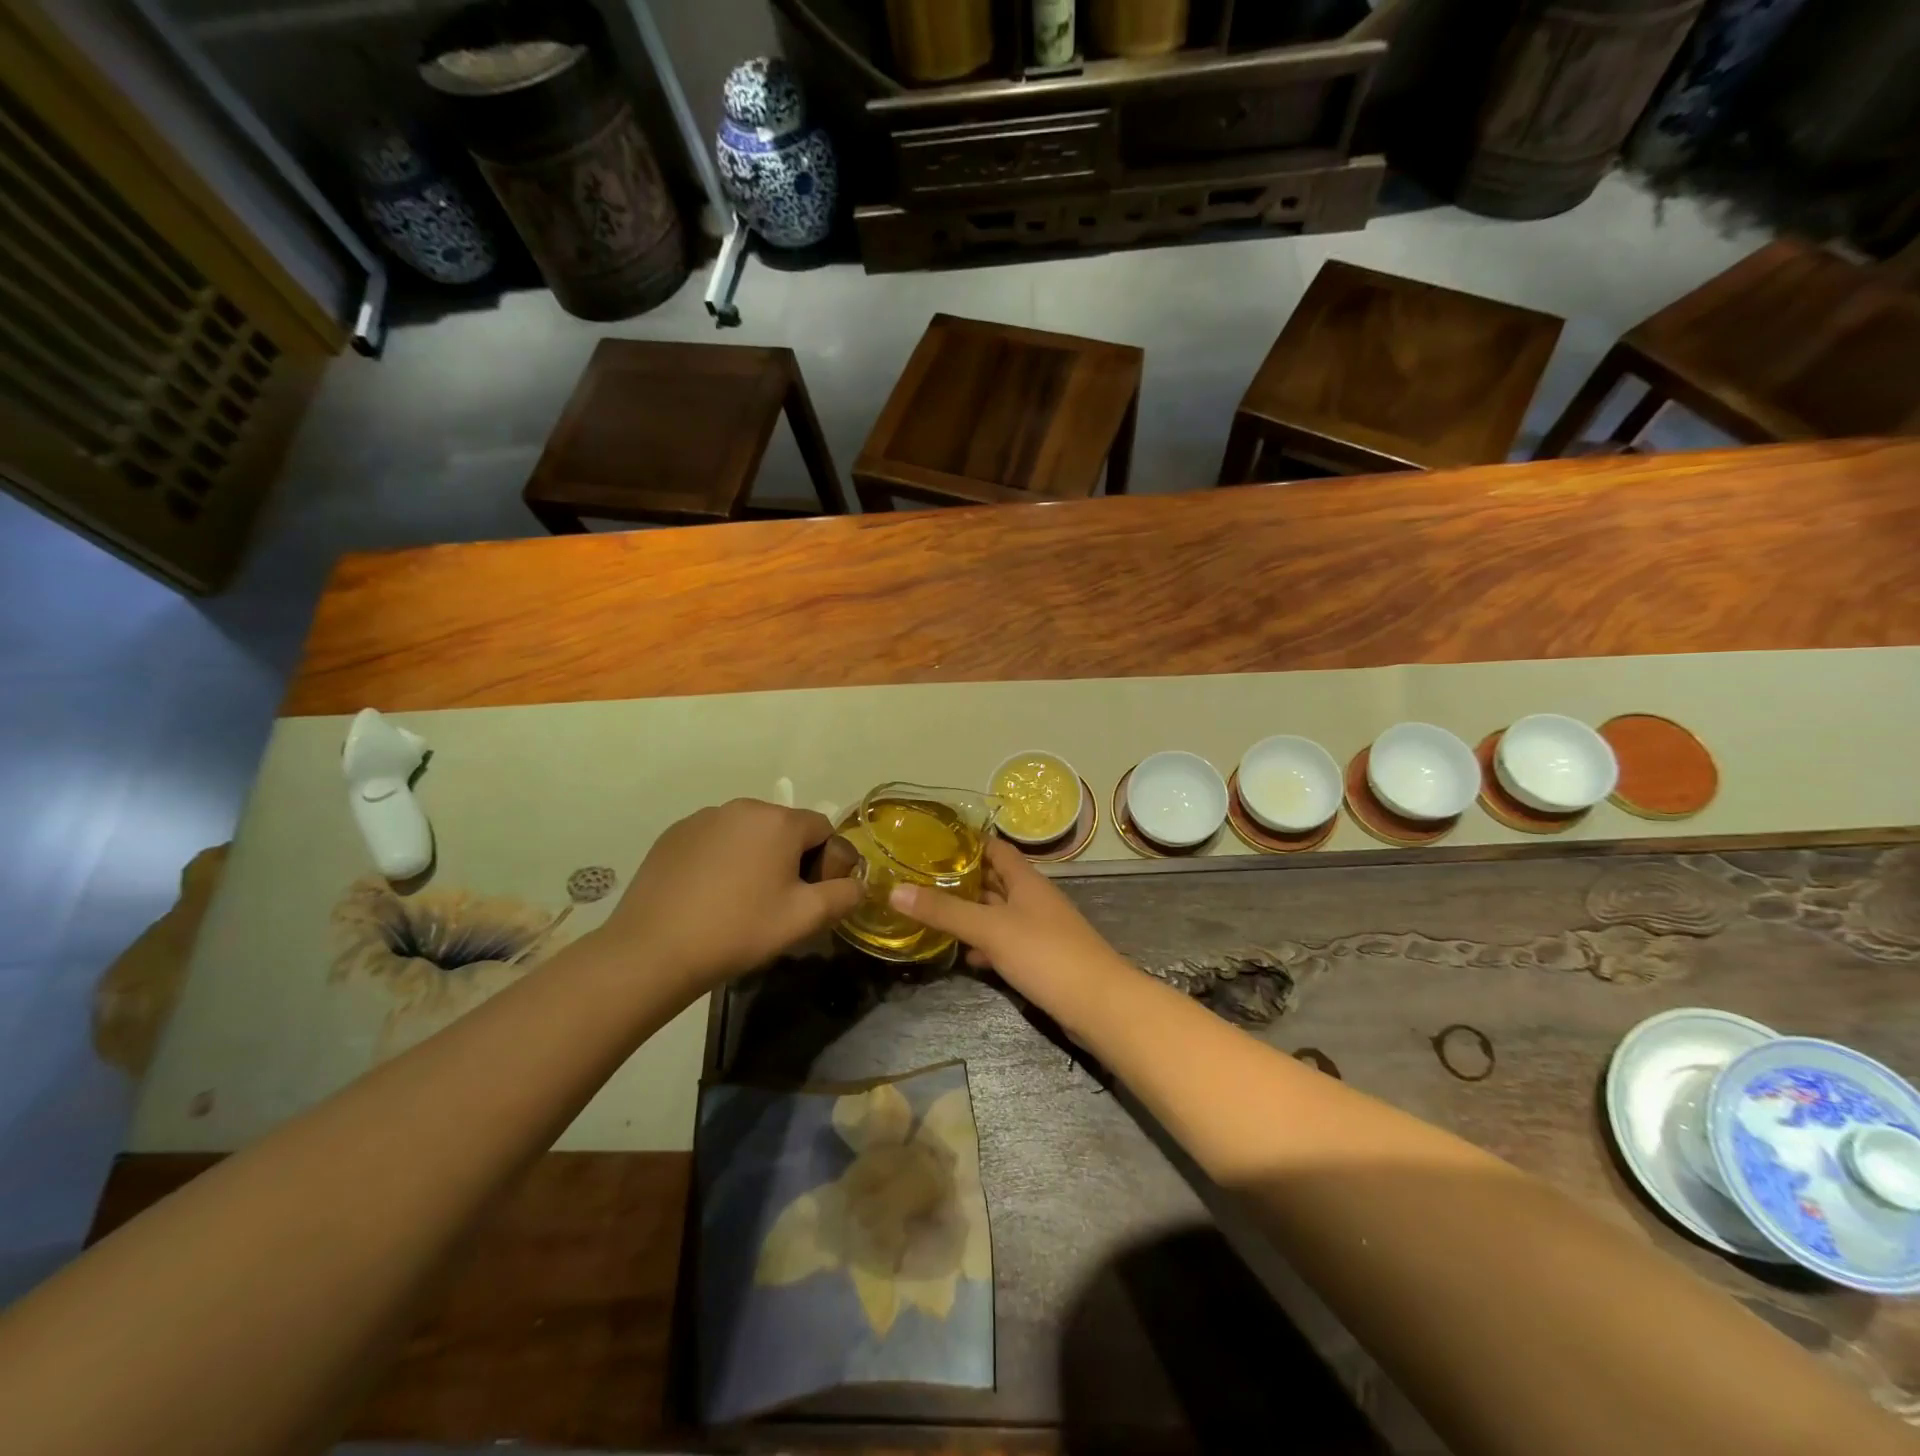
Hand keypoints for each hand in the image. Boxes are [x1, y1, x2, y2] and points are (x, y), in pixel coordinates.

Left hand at [597, 799, 862, 995]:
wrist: (654, 950)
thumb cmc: (739, 930)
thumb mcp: (805, 919)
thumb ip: (844, 895)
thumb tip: (857, 884)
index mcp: (779, 821)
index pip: (823, 829)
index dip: (826, 863)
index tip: (810, 898)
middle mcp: (742, 807)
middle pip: (784, 829)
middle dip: (790, 859)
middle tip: (778, 903)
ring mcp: (703, 818)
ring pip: (748, 834)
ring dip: (755, 859)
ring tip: (740, 902)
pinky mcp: (673, 835)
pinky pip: (714, 841)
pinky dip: (721, 861)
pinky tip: (708, 897)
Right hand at [887, 837, 1130, 1022]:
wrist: (1099, 1004)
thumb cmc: (1045, 954)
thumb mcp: (990, 929)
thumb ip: (945, 911)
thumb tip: (895, 890)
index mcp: (1025, 880)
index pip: (995, 847)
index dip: (968, 841)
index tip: (932, 840)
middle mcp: (1032, 898)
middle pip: (994, 880)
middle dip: (961, 878)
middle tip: (919, 878)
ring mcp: (1038, 929)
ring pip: (998, 913)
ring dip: (970, 913)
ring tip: (931, 914)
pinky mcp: (1040, 958)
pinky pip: (1005, 942)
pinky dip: (985, 944)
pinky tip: (965, 955)